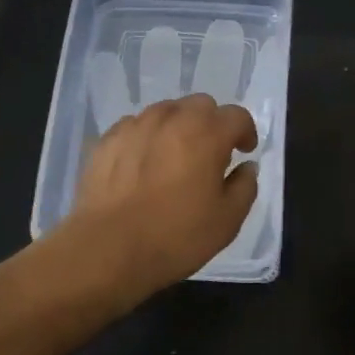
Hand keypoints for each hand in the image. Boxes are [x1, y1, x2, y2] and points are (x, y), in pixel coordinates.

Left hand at [70, 93, 258, 295]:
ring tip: (173, 157)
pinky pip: (136, 126)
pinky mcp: (109, 138)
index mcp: (208, 133)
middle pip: (201, 105)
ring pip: (166, 111)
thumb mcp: (227, 220)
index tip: (244, 151)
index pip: (237, 116)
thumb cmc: (176, 236)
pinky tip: (142, 165)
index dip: (245, 132)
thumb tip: (247, 167)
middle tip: (210, 153)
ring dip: (178, 127)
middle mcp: (173, 118)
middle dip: (211, 123)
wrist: (108, 249)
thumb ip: (245, 186)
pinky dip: (147, 138)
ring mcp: (137, 124)